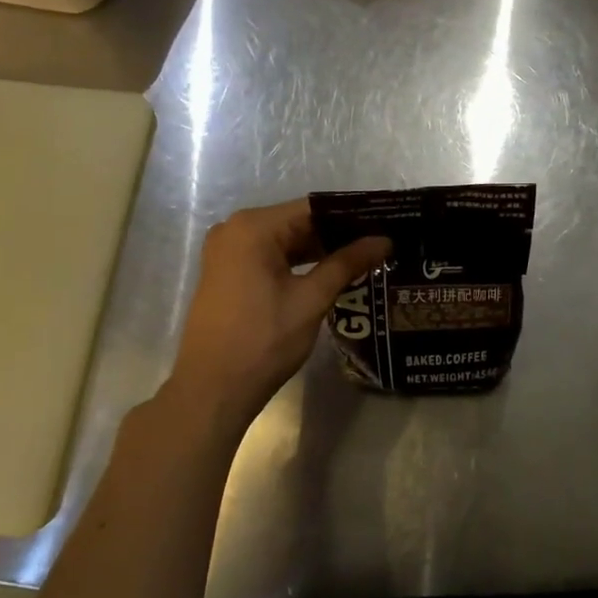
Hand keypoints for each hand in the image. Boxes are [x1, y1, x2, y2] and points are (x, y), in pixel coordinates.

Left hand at [164, 200, 389, 435]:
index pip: (313, 208)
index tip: (384, 223)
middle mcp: (234, 229)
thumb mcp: (311, 299)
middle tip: (380, 244)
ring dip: (319, 251)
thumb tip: (383, 240)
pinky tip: (330, 274)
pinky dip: (298, 263)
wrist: (212, 389)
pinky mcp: (226, 273)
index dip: (351, 216)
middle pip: (297, 222)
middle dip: (337, 234)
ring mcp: (227, 252)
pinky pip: (270, 257)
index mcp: (253, 227)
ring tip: (364, 258)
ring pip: (284, 241)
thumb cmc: (263, 340)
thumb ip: (347, 263)